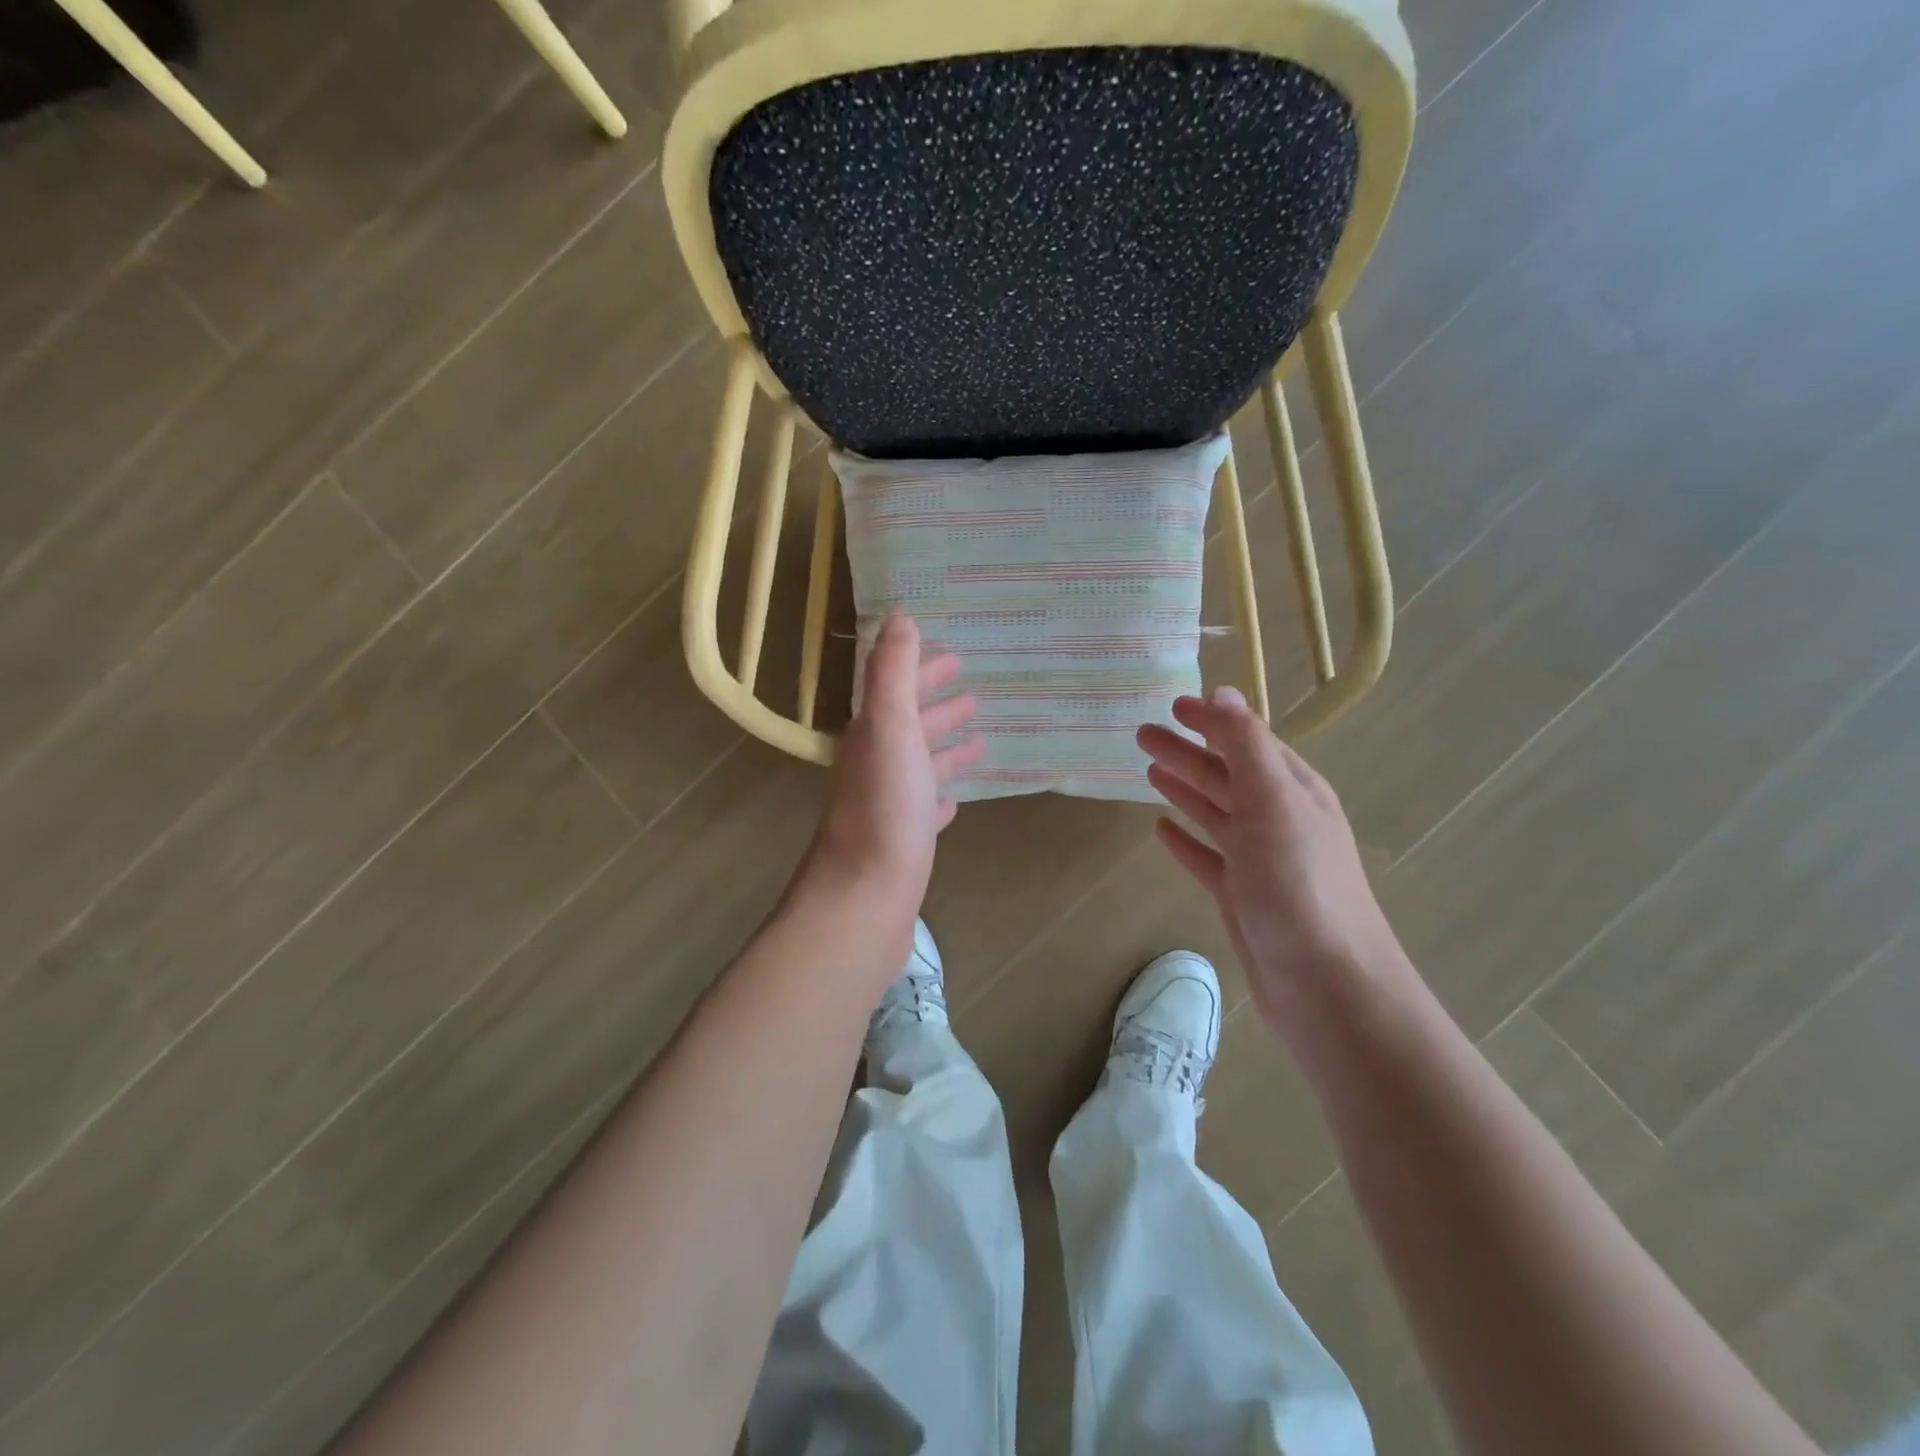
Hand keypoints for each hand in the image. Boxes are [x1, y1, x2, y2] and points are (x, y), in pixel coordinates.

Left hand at [804, 615, 982, 916]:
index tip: (955, 656)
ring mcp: (888, 807)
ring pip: (919, 766)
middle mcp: (876, 766)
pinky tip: (955, 799)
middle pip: (909, 726)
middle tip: (972, 691)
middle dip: (937, 705)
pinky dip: (941, 796)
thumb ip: (893, 674)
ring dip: (944, 748)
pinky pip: (925, 808)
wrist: (864, 898)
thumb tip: (899, 618)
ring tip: (977, 738)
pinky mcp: (903, 843)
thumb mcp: (890, 729)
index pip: (897, 690)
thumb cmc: (884, 809)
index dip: (922, 670)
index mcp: (872, 736)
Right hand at [1137, 688, 1407, 1034]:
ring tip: (1148, 769)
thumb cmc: (1298, 884)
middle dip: (1186, 751)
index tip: (1172, 705)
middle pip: (1225, 773)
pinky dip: (1185, 840)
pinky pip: (1207, 857)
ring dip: (1183, 788)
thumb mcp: (1273, 801)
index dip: (1212, 720)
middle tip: (1142, 734)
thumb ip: (1246, 745)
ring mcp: (1260, 860)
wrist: (1326, 985)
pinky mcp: (1242, 896)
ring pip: (1214, 811)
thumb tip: (1223, 692)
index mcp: (1293, 790)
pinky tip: (1160, 830)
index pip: (1247, 740)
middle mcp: (1278, 819)